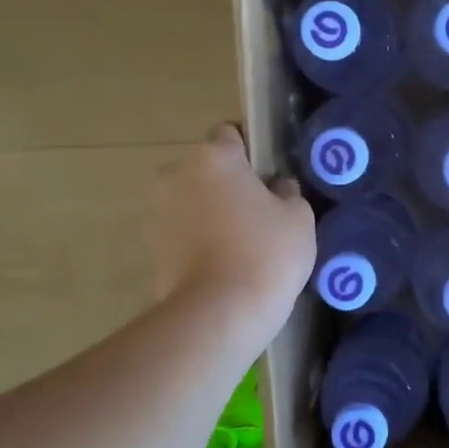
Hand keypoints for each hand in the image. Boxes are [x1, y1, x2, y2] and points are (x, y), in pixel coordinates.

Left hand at [148, 124, 315, 335]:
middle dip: (226, 185)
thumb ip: (288, 192)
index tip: (267, 177)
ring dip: (208, 213)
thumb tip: (276, 187)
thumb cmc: (266, 254)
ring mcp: (157, 211)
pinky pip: (180, 232)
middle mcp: (176, 174)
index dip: (250, 152)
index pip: (230, 134)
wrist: (219, 312)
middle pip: (206, 170)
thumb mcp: (298, 218)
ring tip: (237, 246)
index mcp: (214, 157)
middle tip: (256, 215)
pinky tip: (220, 265)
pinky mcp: (149, 247)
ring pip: (190, 201)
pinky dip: (195, 241)